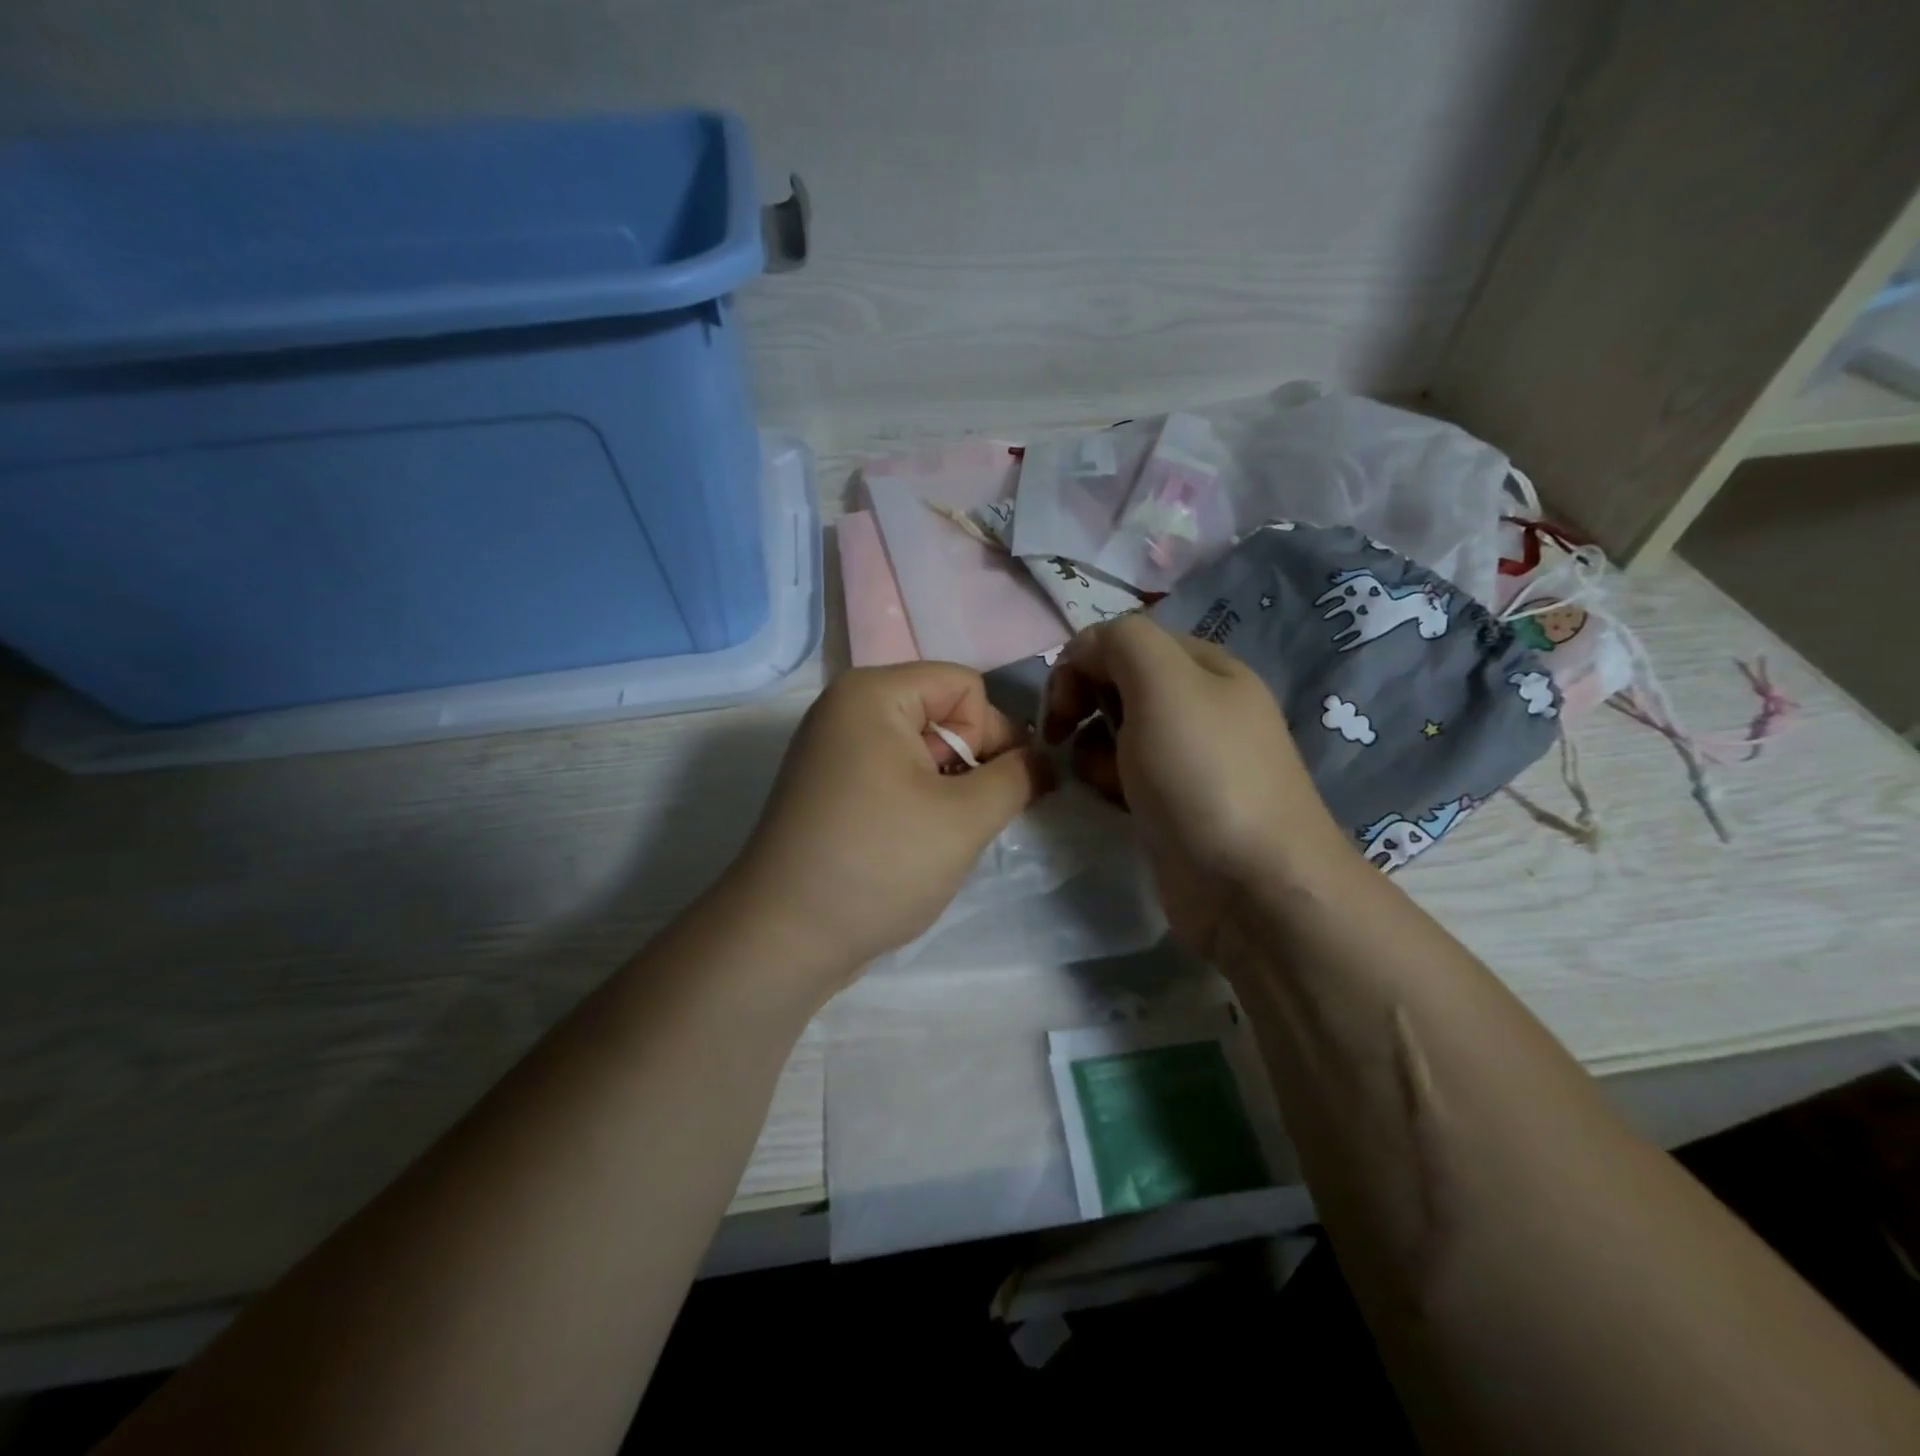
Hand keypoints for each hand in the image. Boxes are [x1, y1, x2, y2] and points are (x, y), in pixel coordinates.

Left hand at [725, 662, 1051, 987]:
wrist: (783, 938)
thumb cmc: (878, 864)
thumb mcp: (965, 818)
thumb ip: (1018, 778)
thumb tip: (1044, 762)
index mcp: (872, 693)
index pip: (965, 686)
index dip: (994, 733)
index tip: (997, 790)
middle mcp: (846, 708)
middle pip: (942, 713)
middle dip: (971, 762)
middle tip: (969, 819)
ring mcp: (832, 749)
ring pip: (921, 748)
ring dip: (948, 788)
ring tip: (942, 837)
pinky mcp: (828, 787)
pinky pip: (893, 773)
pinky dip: (918, 801)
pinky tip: (916, 845)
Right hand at [1043, 615, 1348, 957]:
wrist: (1253, 886)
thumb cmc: (1204, 776)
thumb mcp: (1164, 685)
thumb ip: (1121, 643)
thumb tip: (1085, 655)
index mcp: (1204, 666)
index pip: (1122, 640)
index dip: (1082, 665)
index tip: (1062, 709)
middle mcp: (1199, 705)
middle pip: (1117, 684)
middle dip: (1084, 706)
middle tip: (1068, 741)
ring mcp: (1188, 758)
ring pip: (1116, 732)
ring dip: (1091, 748)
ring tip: (1098, 779)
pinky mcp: (1174, 803)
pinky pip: (1125, 774)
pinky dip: (1108, 782)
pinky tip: (1110, 802)